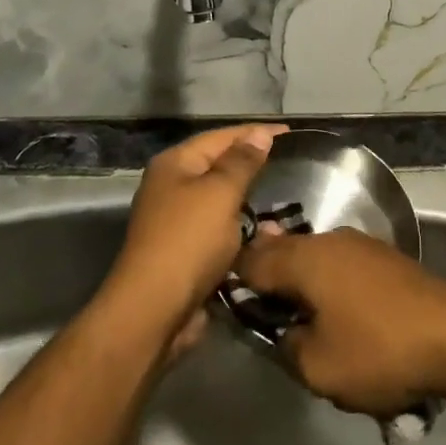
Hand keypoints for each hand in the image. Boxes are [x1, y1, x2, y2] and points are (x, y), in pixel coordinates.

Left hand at [104, 124, 287, 344]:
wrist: (154, 311)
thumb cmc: (189, 241)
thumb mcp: (221, 193)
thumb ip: (242, 162)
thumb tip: (260, 134)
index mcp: (175, 164)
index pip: (220, 137)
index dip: (255, 132)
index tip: (290, 133)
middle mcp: (172, 187)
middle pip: (218, 167)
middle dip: (252, 166)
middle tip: (291, 164)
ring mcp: (177, 222)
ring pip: (221, 202)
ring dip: (250, 202)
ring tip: (285, 198)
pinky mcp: (186, 253)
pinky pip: (220, 232)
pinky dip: (242, 232)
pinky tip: (267, 235)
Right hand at [235, 229, 445, 415]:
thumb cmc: (378, 349)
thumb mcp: (317, 367)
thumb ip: (285, 345)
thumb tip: (282, 331)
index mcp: (303, 258)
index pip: (250, 260)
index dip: (234, 282)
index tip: (228, 307)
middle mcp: (326, 239)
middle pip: (281, 253)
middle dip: (267, 281)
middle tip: (263, 319)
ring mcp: (357, 244)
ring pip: (312, 258)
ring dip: (300, 284)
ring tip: (300, 323)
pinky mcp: (381, 257)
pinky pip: (338, 266)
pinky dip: (327, 285)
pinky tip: (336, 315)